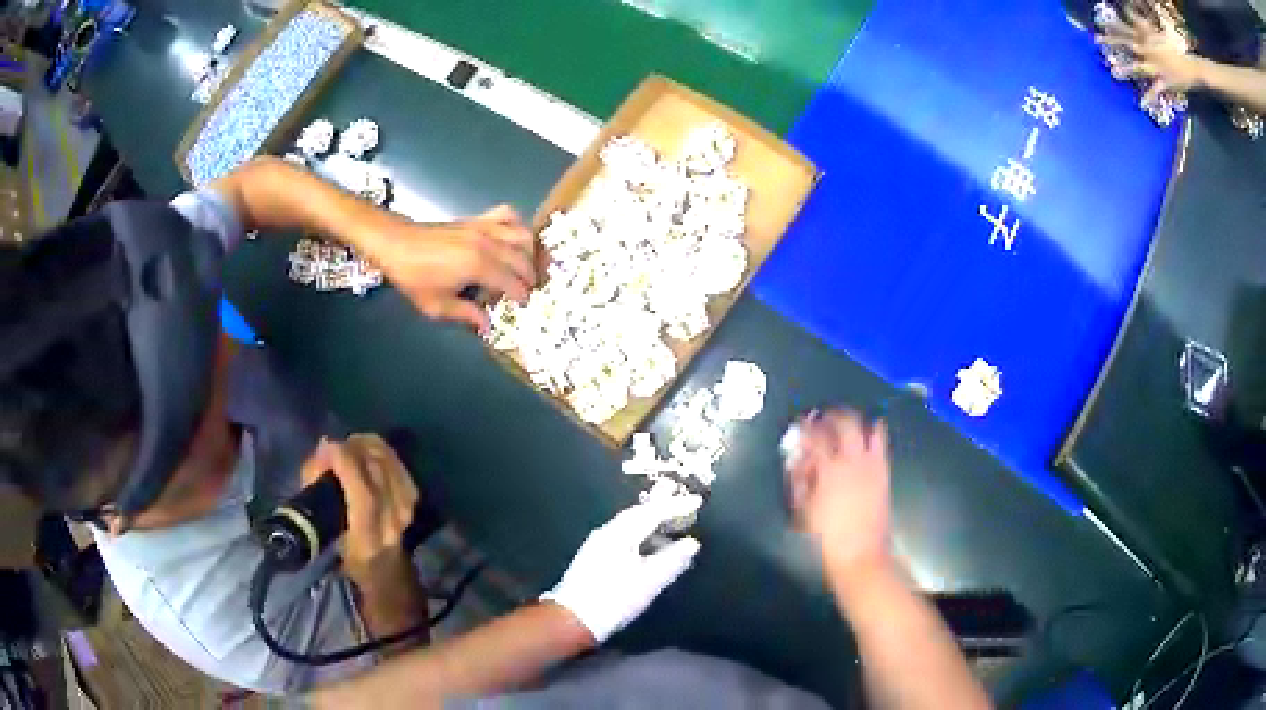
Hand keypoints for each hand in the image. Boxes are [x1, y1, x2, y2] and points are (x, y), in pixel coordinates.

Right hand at [300, 434, 418, 580]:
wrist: (383, 573)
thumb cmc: (343, 555)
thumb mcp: (320, 532)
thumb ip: (316, 491)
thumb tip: (322, 454)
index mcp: (367, 539)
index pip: (364, 495)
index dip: (346, 464)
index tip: (327, 447)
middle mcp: (391, 524)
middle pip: (379, 473)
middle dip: (354, 449)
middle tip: (334, 445)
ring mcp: (406, 513)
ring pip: (391, 465)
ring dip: (368, 447)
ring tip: (349, 445)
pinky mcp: (413, 502)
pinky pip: (399, 465)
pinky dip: (382, 452)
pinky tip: (368, 450)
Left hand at [368, 205, 537, 332]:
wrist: (396, 244)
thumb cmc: (414, 277)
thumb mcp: (436, 305)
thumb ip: (465, 314)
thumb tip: (487, 325)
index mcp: (478, 266)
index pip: (513, 282)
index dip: (521, 295)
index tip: (523, 305)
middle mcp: (487, 243)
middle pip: (522, 258)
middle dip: (529, 276)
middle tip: (526, 290)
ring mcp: (484, 227)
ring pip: (522, 234)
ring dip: (529, 251)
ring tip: (523, 266)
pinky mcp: (477, 219)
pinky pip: (507, 215)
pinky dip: (517, 224)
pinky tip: (512, 238)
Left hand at [541, 497, 702, 643]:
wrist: (573, 619)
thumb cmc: (614, 598)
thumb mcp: (649, 581)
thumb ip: (673, 560)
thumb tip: (692, 543)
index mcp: (620, 534)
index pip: (652, 512)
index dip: (676, 506)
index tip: (697, 501)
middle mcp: (607, 533)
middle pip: (638, 515)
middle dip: (662, 510)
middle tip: (685, 509)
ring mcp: (598, 545)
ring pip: (631, 527)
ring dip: (653, 526)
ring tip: (674, 532)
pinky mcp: (595, 558)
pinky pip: (625, 538)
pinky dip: (643, 539)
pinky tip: (652, 552)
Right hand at [786, 410, 893, 585]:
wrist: (860, 557)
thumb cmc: (824, 540)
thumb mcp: (802, 512)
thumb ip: (799, 481)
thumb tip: (797, 459)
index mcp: (828, 470)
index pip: (815, 436)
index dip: (806, 426)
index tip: (800, 422)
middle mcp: (852, 461)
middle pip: (844, 423)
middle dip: (832, 415)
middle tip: (823, 416)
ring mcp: (872, 466)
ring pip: (867, 428)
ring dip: (855, 420)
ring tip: (845, 422)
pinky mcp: (884, 473)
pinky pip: (882, 444)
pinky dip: (875, 432)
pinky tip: (870, 432)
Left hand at [1097, 3, 1204, 100]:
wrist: (1189, 67)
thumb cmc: (1173, 51)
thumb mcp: (1156, 34)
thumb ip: (1143, 25)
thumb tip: (1130, 10)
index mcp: (1146, 39)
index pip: (1126, 29)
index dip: (1112, 25)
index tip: (1099, 21)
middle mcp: (1148, 50)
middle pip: (1127, 43)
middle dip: (1112, 41)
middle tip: (1096, 40)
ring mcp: (1156, 66)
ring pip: (1138, 66)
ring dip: (1127, 68)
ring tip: (1114, 71)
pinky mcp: (1165, 81)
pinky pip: (1156, 90)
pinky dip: (1150, 96)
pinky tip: (1142, 103)